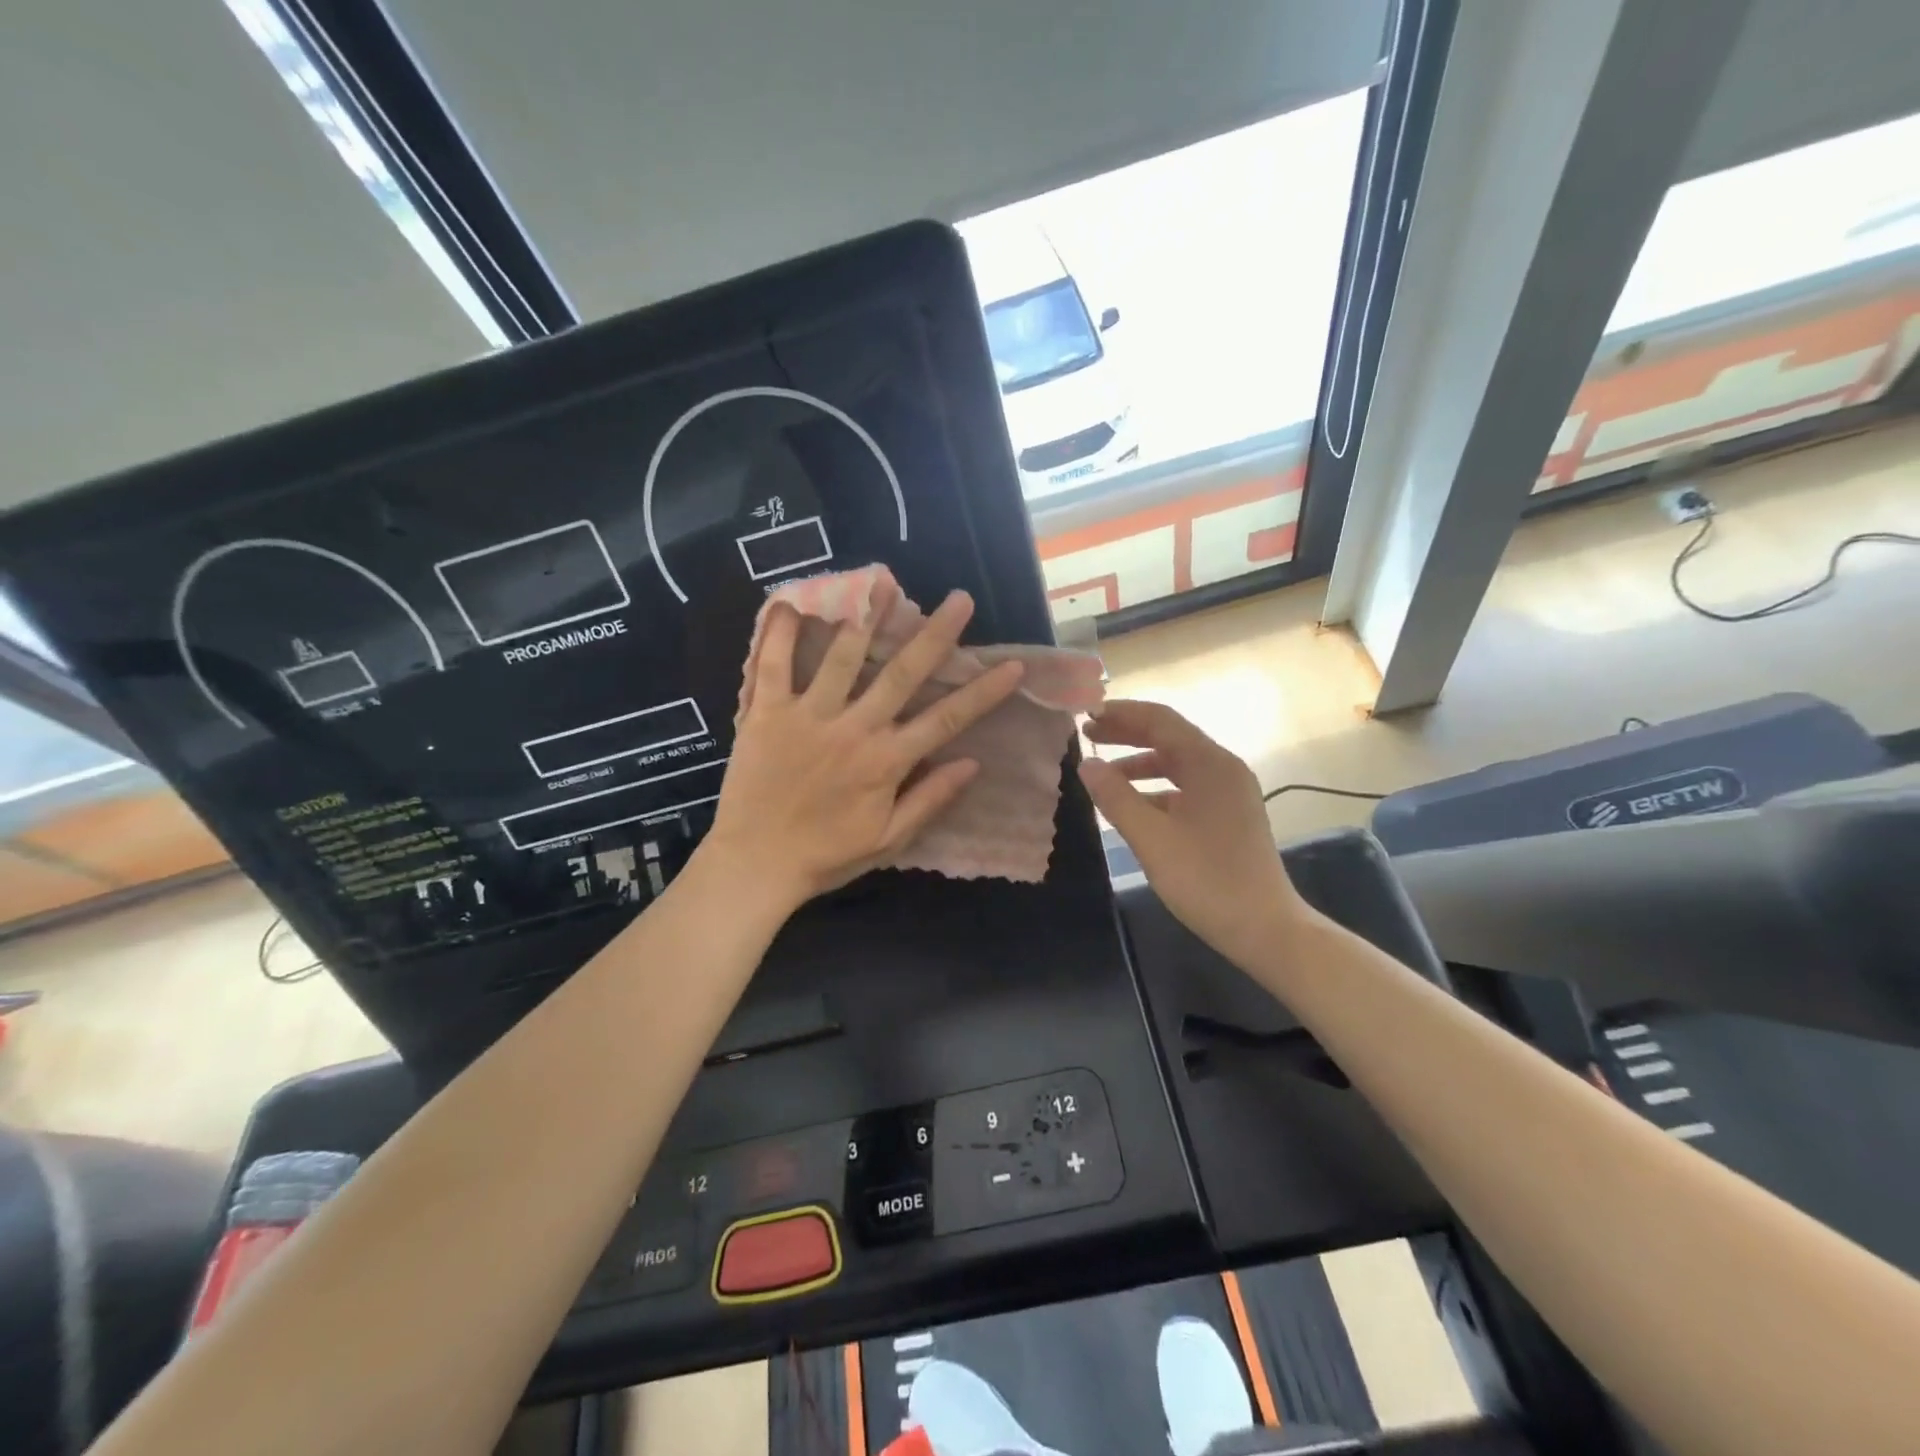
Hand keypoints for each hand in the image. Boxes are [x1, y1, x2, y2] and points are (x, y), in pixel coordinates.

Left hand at [704, 591, 1023, 910]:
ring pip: (842, 658)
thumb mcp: (887, 839)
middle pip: (901, 674)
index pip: (946, 719)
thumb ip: (929, 799)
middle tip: (960, 600)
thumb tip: (973, 764)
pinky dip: (780, 635)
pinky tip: (793, 602)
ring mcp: (808, 716)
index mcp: (886, 761)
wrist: (753, 864)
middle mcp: (853, 729)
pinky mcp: (766, 714)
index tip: (1013, 665)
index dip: (984, 692)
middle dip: (935, 636)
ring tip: (882, 581)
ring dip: (866, 618)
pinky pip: (772, 667)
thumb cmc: (825, 856)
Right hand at [1079, 700, 1311, 967]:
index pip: (1160, 720)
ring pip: (1176, 765)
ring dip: (1139, 764)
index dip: (1121, 714)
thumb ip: (1116, 797)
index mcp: (1210, 763)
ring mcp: (1229, 793)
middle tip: (1087, 737)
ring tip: (1102, 775)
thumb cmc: (1206, 880)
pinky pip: (1185, 788)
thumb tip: (1086, 765)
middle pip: (1169, 737)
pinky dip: (1155, 790)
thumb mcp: (1151, 838)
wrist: (1265, 929)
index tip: (1085, 715)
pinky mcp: (1229, 816)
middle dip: (1127, 734)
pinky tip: (1132, 808)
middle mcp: (1223, 768)